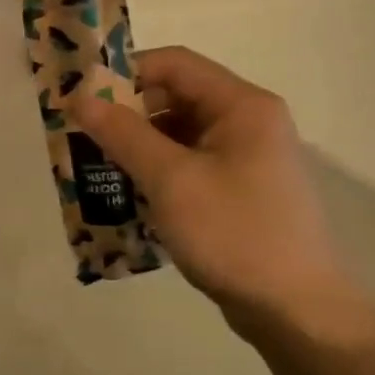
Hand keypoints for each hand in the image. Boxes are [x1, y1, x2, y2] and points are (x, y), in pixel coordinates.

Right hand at [70, 46, 374, 347]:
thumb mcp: (171, 180)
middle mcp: (248, 122)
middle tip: (82, 137)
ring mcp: (245, 158)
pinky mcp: (238, 191)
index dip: (125, 73)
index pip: (175, 64)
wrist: (295, 310)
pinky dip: (156, 173)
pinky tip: (126, 194)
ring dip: (137, 147)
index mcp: (242, 106)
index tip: (83, 98)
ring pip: (179, 135)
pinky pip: (188, 166)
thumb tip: (79, 97)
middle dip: (126, 115)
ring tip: (95, 168)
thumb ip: (124, 134)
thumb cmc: (234, 234)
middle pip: (176, 98)